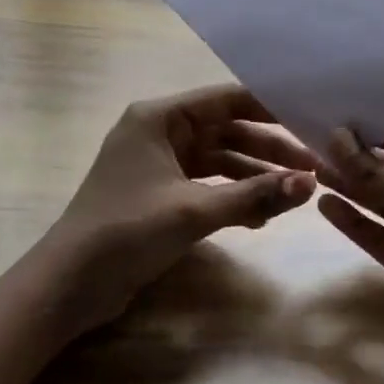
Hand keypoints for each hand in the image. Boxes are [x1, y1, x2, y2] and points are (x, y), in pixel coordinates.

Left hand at [49, 84, 317, 322]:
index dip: (271, 107)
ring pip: (221, 161)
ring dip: (255, 177)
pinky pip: (209, 186)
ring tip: (296, 194)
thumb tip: (310, 184)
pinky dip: (234, 197)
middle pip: (228, 131)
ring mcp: (161, 165)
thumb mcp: (194, 211)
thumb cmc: (126, 231)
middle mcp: (161, 132)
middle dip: (269, 150)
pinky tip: (262, 217)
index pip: (227, 99)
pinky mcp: (162, 195)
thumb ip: (254, 195)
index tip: (312, 119)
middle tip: (314, 167)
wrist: (69, 284)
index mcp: (160, 117)